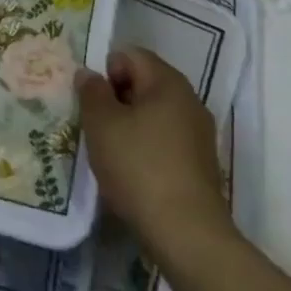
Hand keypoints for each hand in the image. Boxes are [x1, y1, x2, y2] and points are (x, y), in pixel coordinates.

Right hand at [76, 48, 233, 254]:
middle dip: (116, 99)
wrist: (187, 235)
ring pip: (154, 115)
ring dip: (129, 126)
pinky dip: (146, 149)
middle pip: (144, 84)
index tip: (92, 101)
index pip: (131, 55)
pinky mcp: (201, 166)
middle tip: (94, 125)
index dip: (106, 71)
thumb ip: (92, 91)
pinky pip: (165, 141)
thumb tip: (89, 74)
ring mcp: (199, 135)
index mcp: (168, 82)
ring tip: (109, 151)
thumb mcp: (101, 124)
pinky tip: (131, 173)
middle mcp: (189, 101)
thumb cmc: (139, 167)